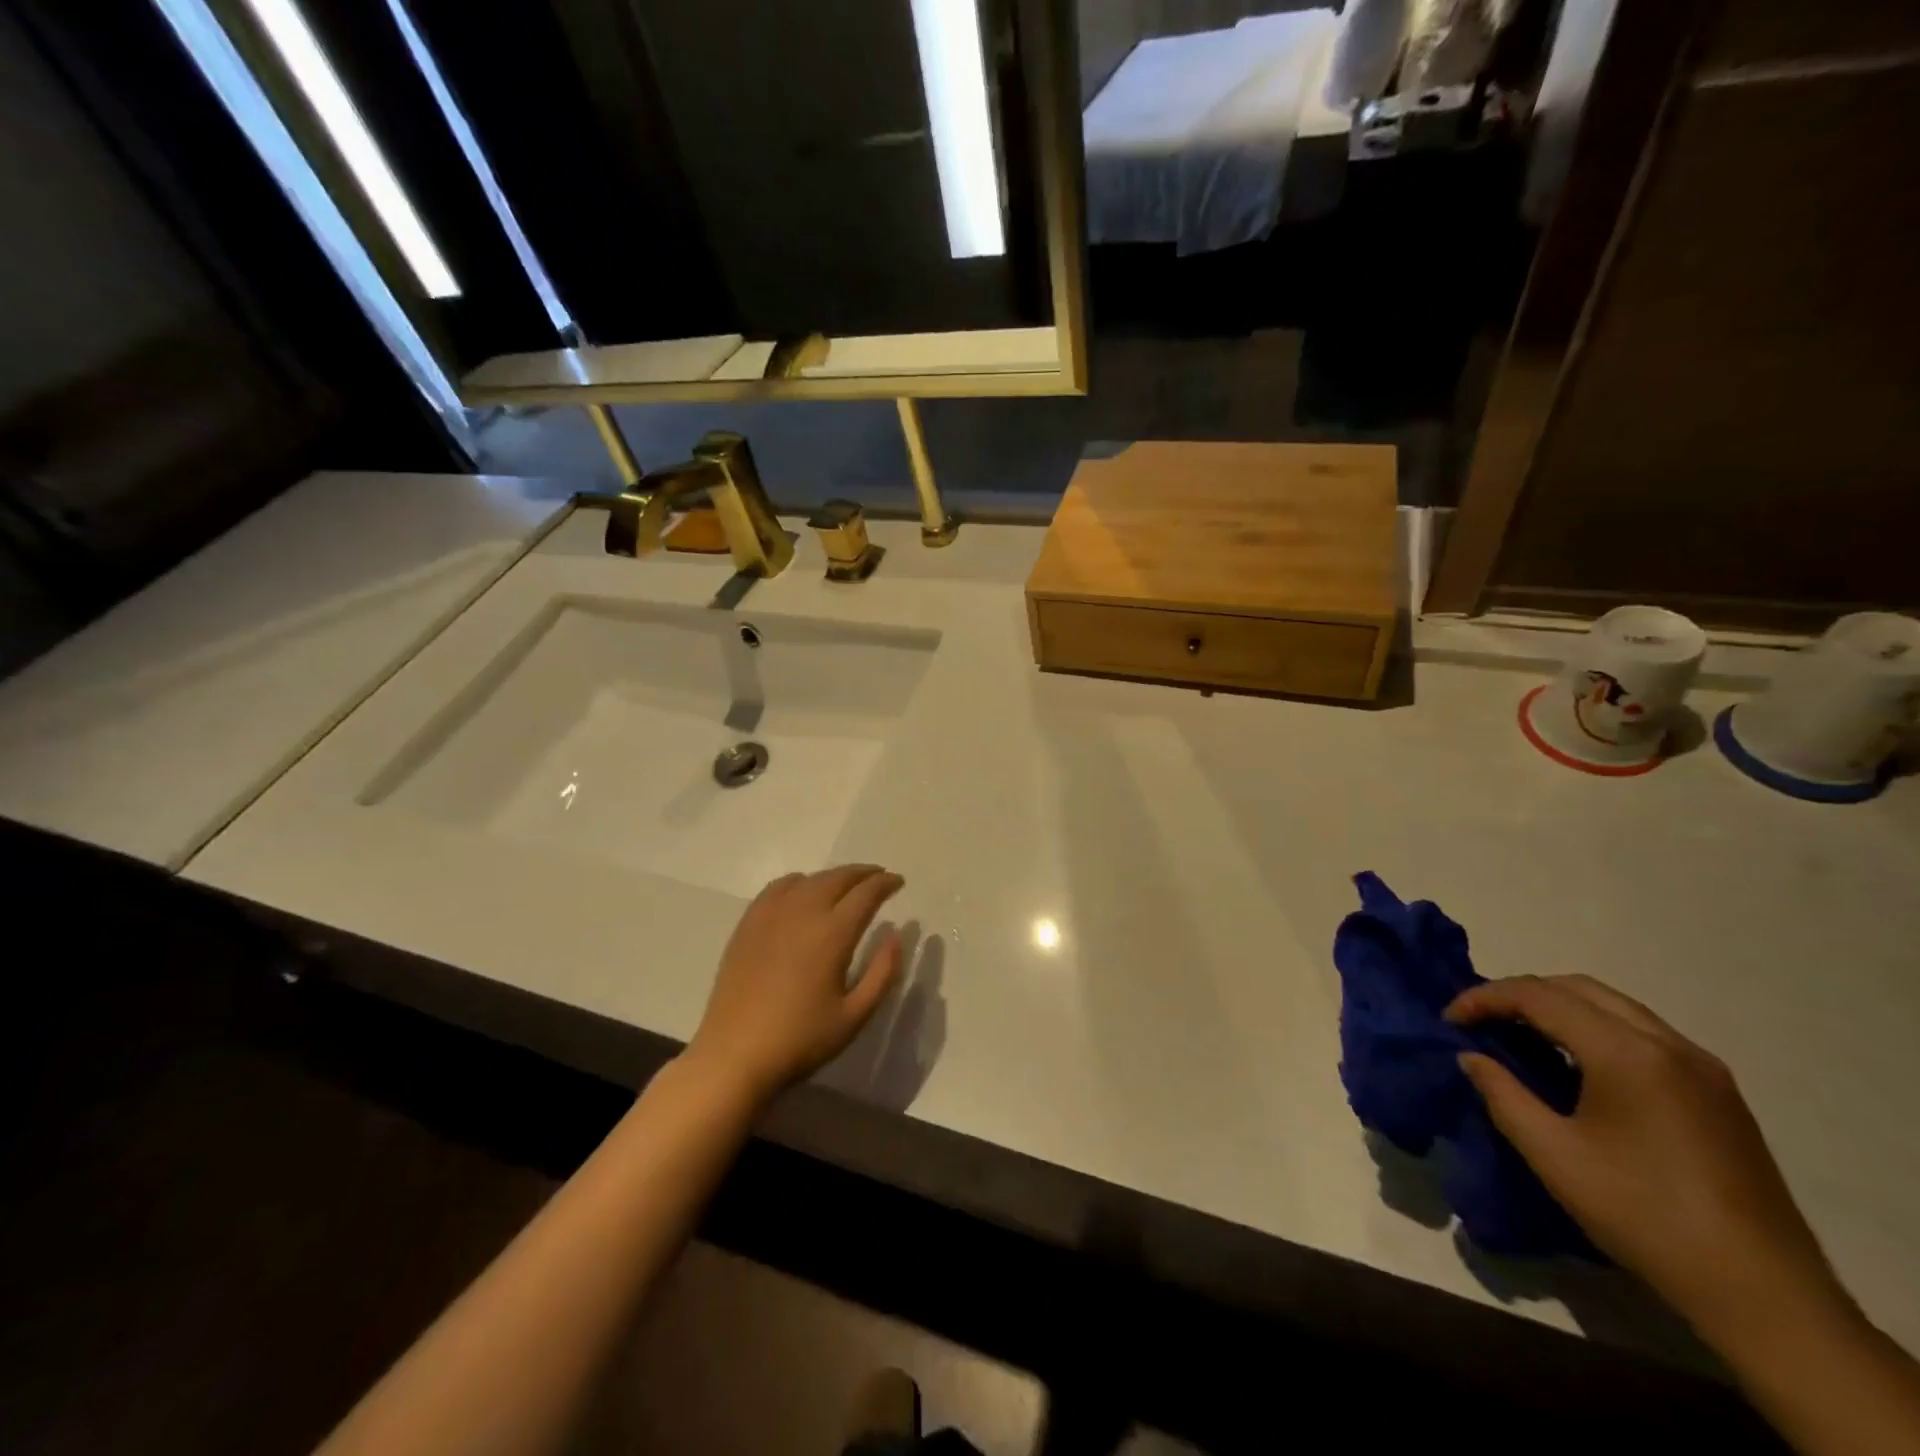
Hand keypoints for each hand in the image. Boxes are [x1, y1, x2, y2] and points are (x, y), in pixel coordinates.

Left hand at [685, 865, 905, 1103]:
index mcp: (832, 934)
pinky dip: (800, 882)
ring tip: (845, 886)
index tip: (898, 881)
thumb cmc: (800, 1040)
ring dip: (833, 877)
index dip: (885, 883)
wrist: (734, 1055)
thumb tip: (896, 935)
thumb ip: (883, 973)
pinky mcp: (748, 924)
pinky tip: (803, 893)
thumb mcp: (854, 1016)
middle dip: (863, 873)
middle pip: (838, 877)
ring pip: (810, 879)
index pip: (866, 893)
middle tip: (878, 878)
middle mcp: (803, 912)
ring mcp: (771, 915)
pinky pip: (778, 887)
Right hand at [1447, 975, 1846, 1341]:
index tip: (1449, 1021)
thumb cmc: (1644, 1217)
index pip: (1538, 996)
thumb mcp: (1552, 1155)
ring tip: (1520, 1036)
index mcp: (1628, 1053)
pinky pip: (1641, 1033)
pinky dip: (1594, 1028)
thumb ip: (1502, 1094)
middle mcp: (1668, 1044)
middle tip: (1480, 1021)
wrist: (1764, 1296)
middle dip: (1519, 994)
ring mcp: (1702, 1067)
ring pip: (1613, 1005)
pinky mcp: (1718, 1092)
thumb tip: (1471, 1056)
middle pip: (1577, 987)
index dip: (1484, 999)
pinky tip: (1576, 1064)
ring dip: (1558, 1008)